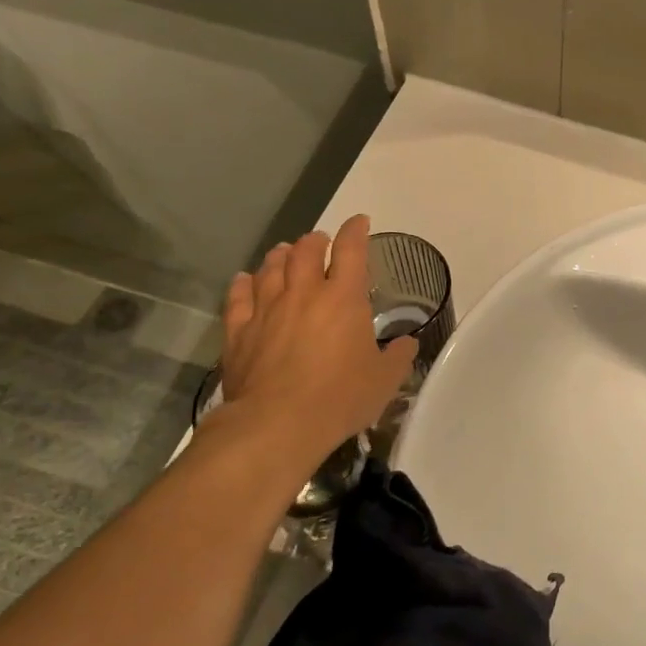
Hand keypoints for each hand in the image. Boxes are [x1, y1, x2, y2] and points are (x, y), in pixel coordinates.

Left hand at [212, 215, 416, 467]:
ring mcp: (266, 309)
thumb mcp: (385, 379)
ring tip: (284, 252)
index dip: (356, 230)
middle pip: (305, 250)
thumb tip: (407, 344)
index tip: (360, 222)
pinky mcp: (239, 331)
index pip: (351, 249)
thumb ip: (398, 356)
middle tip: (321, 242)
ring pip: (271, 268)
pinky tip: (245, 280)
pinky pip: (238, 297)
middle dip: (315, 240)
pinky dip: (243, 283)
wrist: (277, 424)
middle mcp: (304, 293)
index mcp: (344, 298)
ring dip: (281, 255)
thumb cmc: (341, 398)